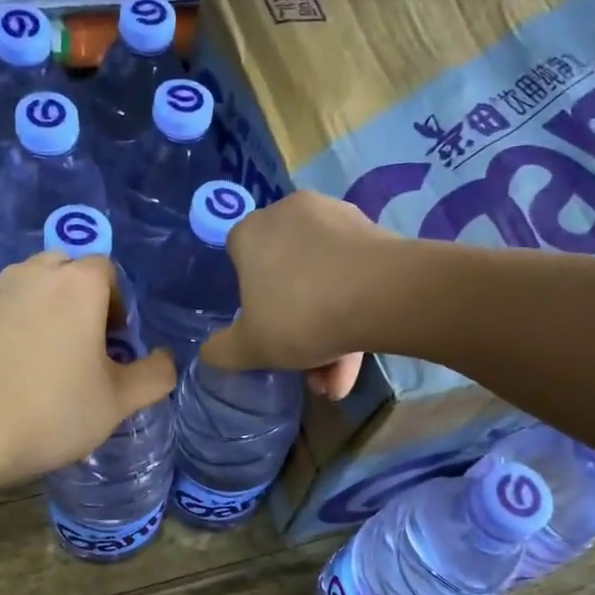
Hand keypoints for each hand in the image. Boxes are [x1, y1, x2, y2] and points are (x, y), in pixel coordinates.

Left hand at [0, 252, 175, 484]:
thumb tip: (165, 359)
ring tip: (53, 354)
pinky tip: (20, 364)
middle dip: (84, 299)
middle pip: (69, 270)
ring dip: (51, 307)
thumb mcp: (118, 401)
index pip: (108, 271)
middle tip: (86, 345)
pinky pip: (8, 303)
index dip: (118, 305)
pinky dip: (21, 321)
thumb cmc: (54, 410)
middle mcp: (35, 273)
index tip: (114, 345)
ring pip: (35, 284)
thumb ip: (155, 375)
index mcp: (78, 284)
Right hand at [200, 191, 394, 399]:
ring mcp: (337, 220)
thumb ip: (223, 351)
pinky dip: (352, 315)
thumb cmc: (302, 314)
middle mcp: (291, 214)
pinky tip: (357, 360)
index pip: (237, 258)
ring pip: (323, 282)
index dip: (247, 297)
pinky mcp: (375, 234)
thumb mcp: (250, 347)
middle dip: (295, 326)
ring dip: (327, 332)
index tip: (261, 328)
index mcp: (252, 231)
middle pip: (285, 274)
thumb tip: (209, 353)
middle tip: (304, 365)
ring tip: (336, 380)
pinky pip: (353, 278)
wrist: (385, 295)